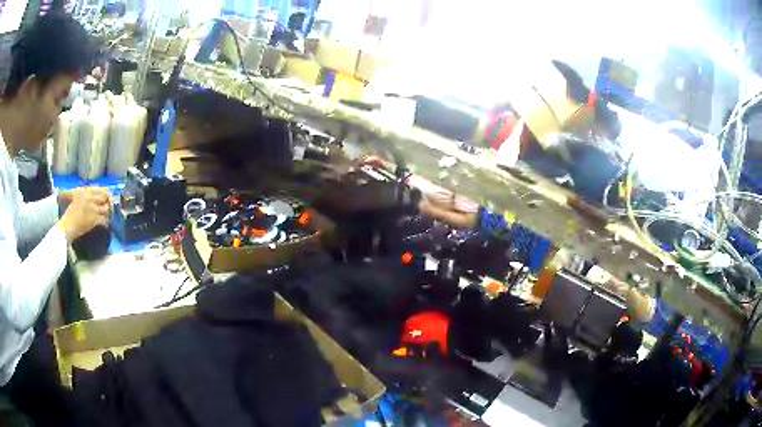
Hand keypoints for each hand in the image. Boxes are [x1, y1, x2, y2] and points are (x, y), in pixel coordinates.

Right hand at [58, 187, 110, 241]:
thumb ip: (80, 194)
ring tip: (107, 217)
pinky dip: (105, 222)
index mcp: (85, 191)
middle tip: (109, 208)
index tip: (107, 198)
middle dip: (109, 202)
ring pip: (106, 208)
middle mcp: (90, 197)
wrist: (67, 226)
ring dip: (107, 213)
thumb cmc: (68, 214)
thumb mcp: (73, 198)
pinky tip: (104, 224)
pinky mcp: (94, 219)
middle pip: (105, 197)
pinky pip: (104, 219)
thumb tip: (83, 191)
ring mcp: (92, 208)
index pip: (100, 189)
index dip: (106, 194)